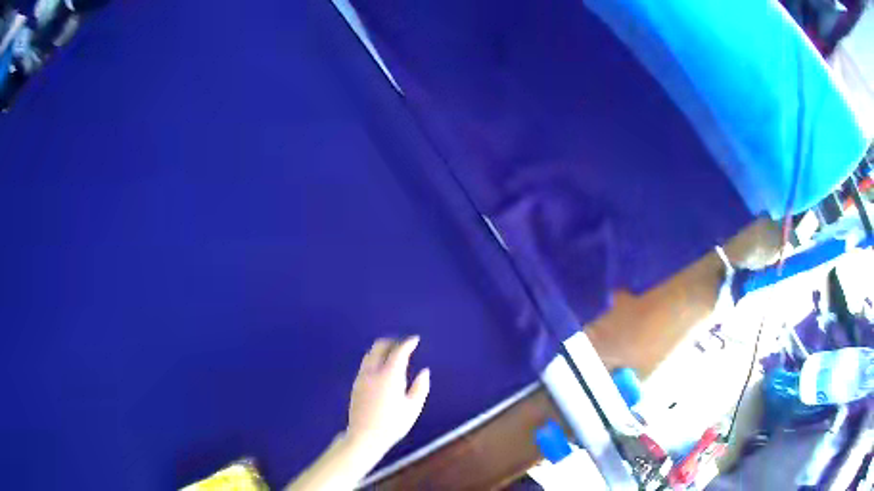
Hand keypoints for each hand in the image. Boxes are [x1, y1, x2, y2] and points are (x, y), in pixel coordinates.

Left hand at [346, 337, 430, 456]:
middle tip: (403, 344)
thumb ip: (420, 387)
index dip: (408, 343)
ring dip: (382, 349)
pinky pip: (366, 363)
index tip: (415, 339)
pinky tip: (381, 367)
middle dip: (392, 342)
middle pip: (380, 347)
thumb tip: (424, 372)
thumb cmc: (392, 424)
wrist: (365, 436)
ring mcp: (362, 377)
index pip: (398, 352)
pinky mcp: (356, 384)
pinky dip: (375, 358)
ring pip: (370, 354)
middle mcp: (373, 372)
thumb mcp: (413, 408)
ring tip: (392, 353)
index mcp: (389, 376)